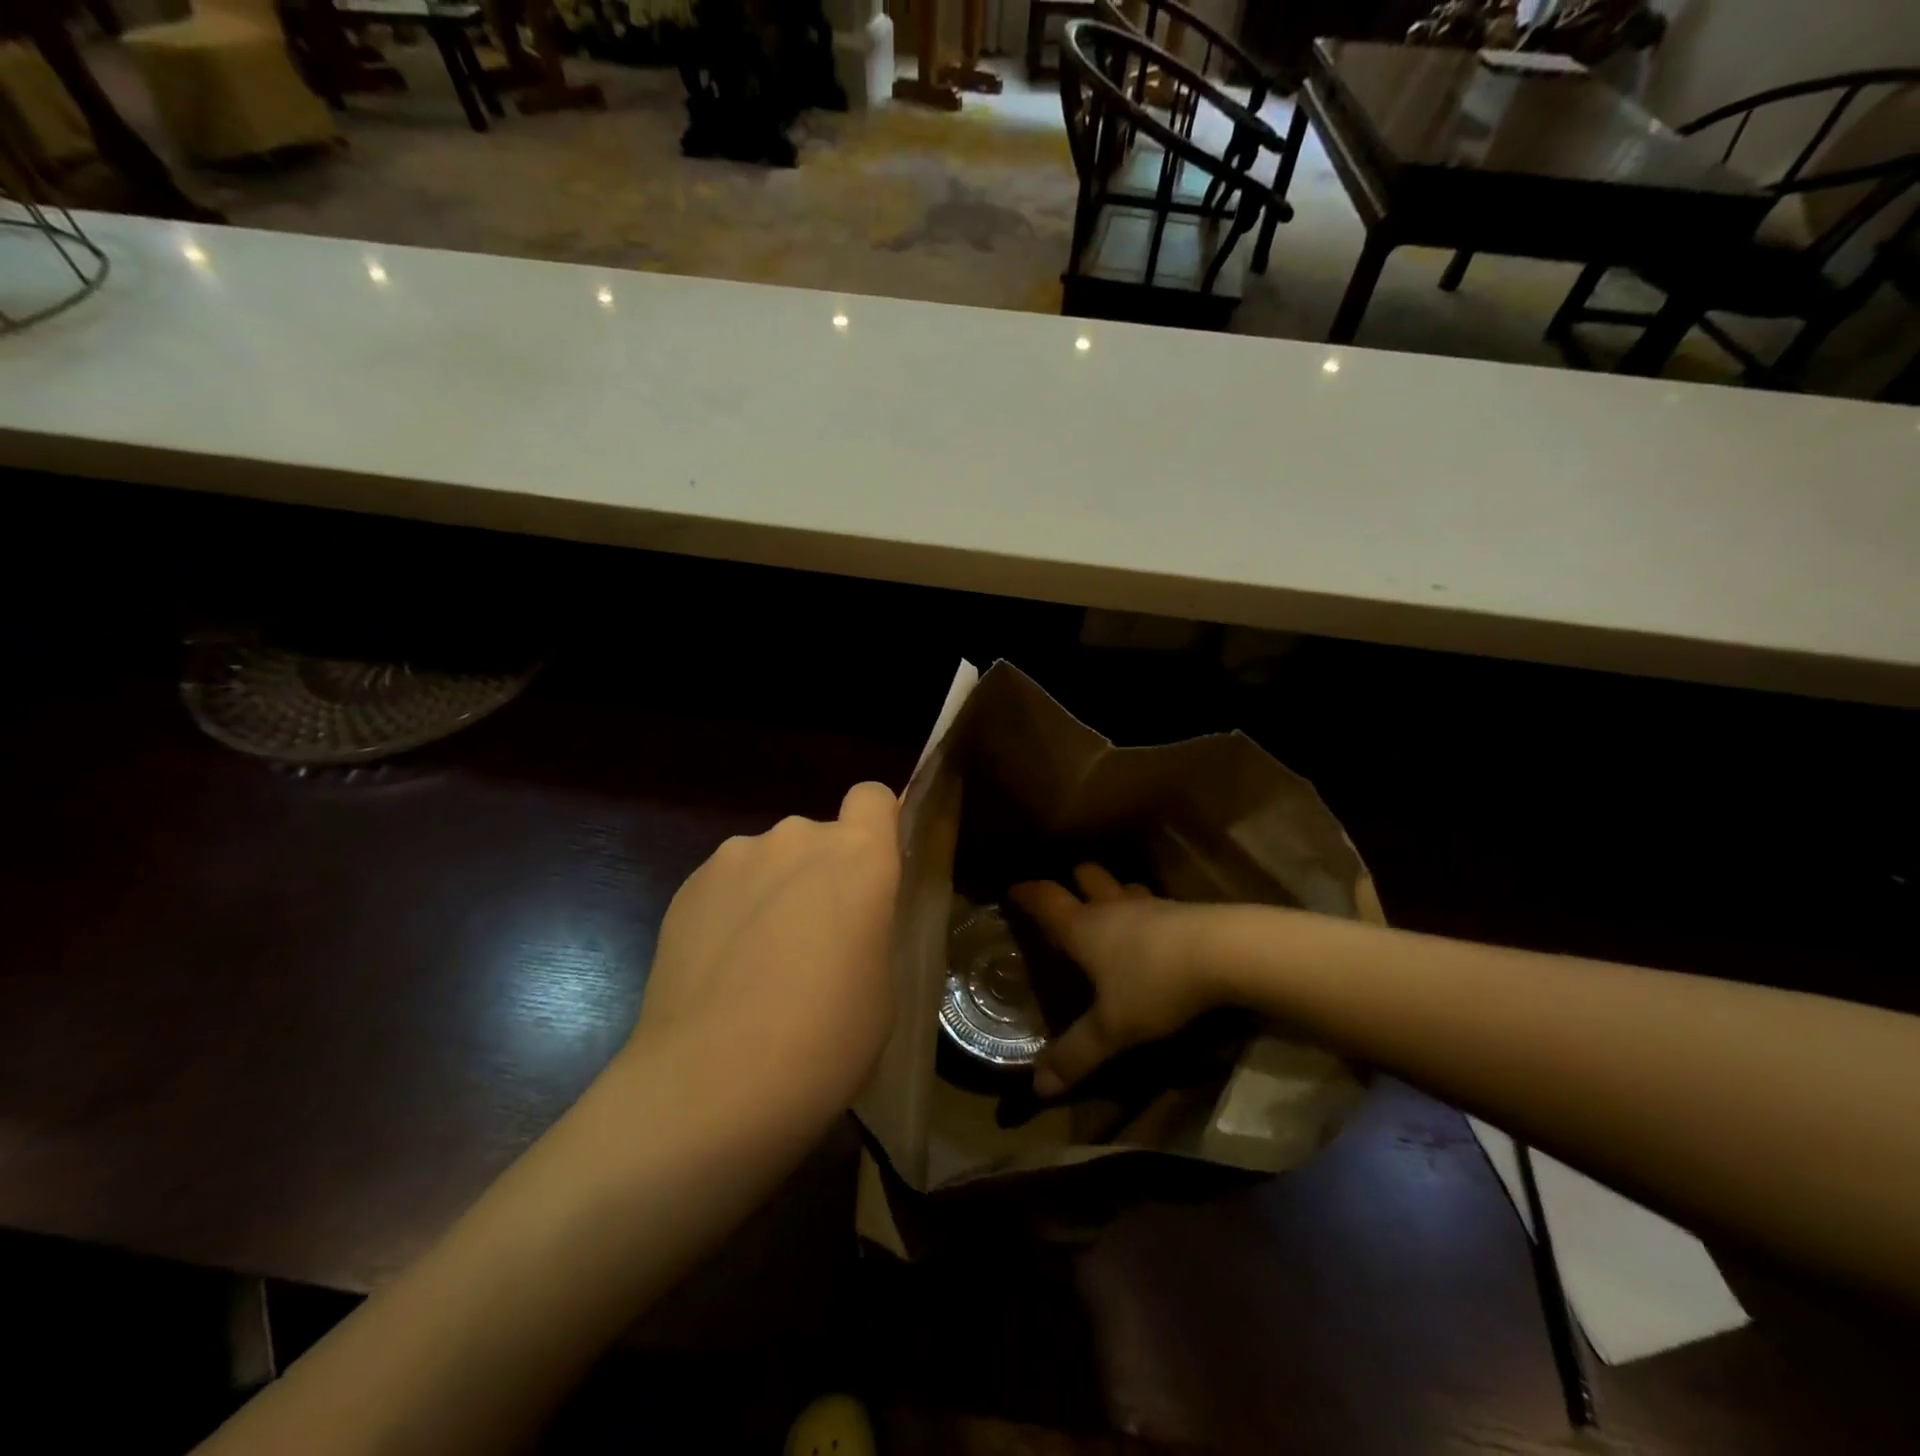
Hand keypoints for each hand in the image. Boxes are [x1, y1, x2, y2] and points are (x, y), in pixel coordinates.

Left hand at [623, 781, 900, 1126]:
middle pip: (818, 836)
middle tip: (815, 940)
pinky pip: (727, 884)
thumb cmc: (826, 1038)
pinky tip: (722, 971)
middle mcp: (797, 838)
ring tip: (759, 962)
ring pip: (769, 861)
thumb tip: (848, 915)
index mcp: (859, 856)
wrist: (712, 1082)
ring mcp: (735, 857)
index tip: (871, 871)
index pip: (873, 797)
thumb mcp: (882, 982)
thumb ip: (870, 923)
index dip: (876, 824)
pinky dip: (732, 911)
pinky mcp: (688, 886)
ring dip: (773, 891)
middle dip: (820, 873)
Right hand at [1008, 865, 1228, 1096]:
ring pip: (1123, 887)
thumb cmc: (1155, 984)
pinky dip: (1145, 911)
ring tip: (1110, 908)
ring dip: (1112, 892)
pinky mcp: (1183, 912)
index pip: (1046, 899)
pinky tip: (1153, 931)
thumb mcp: (1112, 1028)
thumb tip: (1037, 1087)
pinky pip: (1154, 903)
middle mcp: (1113, 908)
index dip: (1026, 893)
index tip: (1012, 890)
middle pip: (1086, 876)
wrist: (1225, 953)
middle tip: (1066, 893)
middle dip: (1073, 880)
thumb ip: (1076, 1055)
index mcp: (1084, 927)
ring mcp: (1151, 906)